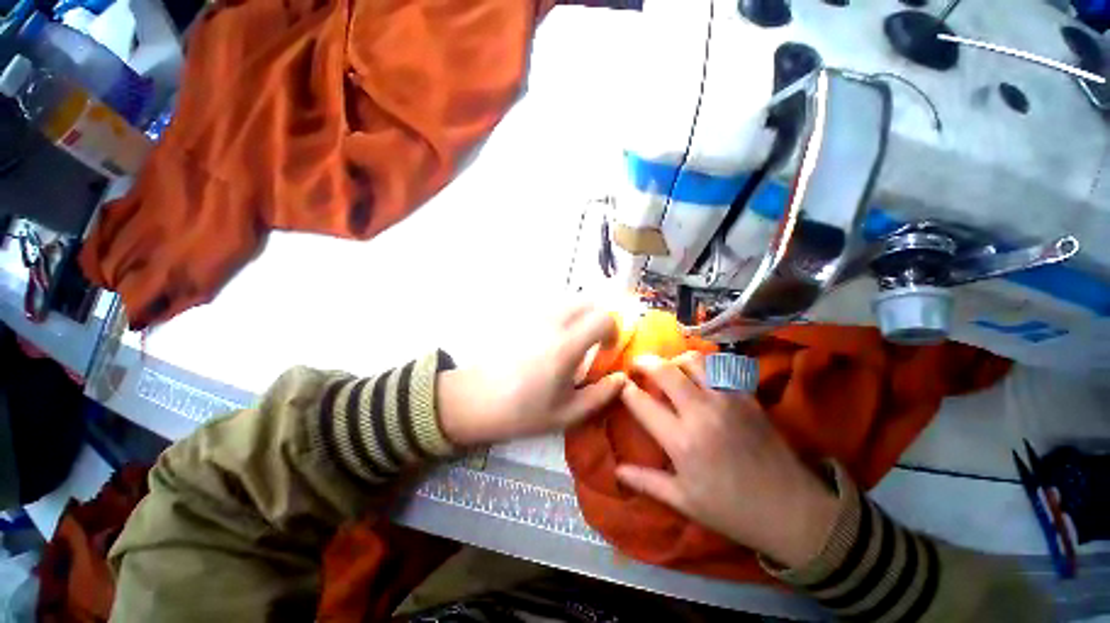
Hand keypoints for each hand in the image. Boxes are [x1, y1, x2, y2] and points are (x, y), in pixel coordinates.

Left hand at [437, 303, 626, 445]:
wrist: (476, 400)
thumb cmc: (522, 411)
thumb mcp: (567, 414)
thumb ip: (600, 395)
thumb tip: (621, 379)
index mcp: (566, 345)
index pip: (603, 318)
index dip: (613, 331)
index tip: (607, 350)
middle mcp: (553, 323)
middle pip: (588, 302)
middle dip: (599, 318)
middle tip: (595, 342)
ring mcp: (535, 317)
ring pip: (569, 301)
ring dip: (581, 316)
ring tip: (575, 341)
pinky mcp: (522, 318)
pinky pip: (552, 307)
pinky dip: (563, 316)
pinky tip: (553, 339)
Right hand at [614, 353, 839, 568]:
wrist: (793, 510)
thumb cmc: (732, 510)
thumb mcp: (684, 501)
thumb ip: (647, 482)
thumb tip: (616, 471)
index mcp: (681, 441)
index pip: (641, 402)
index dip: (625, 389)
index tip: (619, 385)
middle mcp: (700, 412)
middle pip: (664, 371)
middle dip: (643, 362)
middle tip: (636, 365)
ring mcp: (727, 400)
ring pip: (692, 361)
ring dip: (674, 360)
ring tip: (668, 368)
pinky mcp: (747, 396)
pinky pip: (720, 367)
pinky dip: (704, 365)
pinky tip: (699, 374)